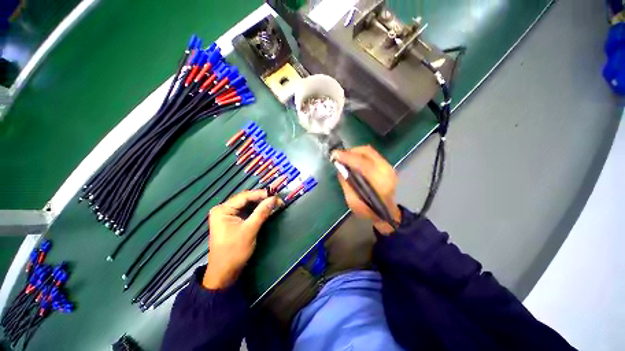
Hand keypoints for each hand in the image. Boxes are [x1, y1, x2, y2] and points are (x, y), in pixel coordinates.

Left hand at [203, 190, 277, 289]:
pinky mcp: (233, 221)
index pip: (244, 196)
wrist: (224, 273)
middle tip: (276, 199)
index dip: (261, 194)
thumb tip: (274, 198)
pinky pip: (246, 211)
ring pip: (247, 205)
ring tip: (274, 202)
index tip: (275, 194)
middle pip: (246, 199)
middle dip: (261, 199)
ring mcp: (228, 215)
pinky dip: (257, 210)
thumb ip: (262, 212)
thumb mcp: (250, 230)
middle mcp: (223, 209)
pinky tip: (266, 209)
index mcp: (223, 209)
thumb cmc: (234, 251)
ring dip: (260, 204)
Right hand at [332, 145, 400, 233]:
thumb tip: (340, 167)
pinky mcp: (387, 165)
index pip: (362, 163)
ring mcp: (388, 166)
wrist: (386, 212)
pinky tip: (352, 159)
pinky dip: (360, 154)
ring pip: (369, 151)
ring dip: (354, 151)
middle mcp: (386, 171)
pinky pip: (371, 154)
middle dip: (350, 151)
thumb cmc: (368, 210)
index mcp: (379, 182)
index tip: (335, 155)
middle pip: (367, 152)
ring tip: (344, 157)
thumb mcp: (352, 201)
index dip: (347, 157)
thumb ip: (346, 183)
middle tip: (338, 155)